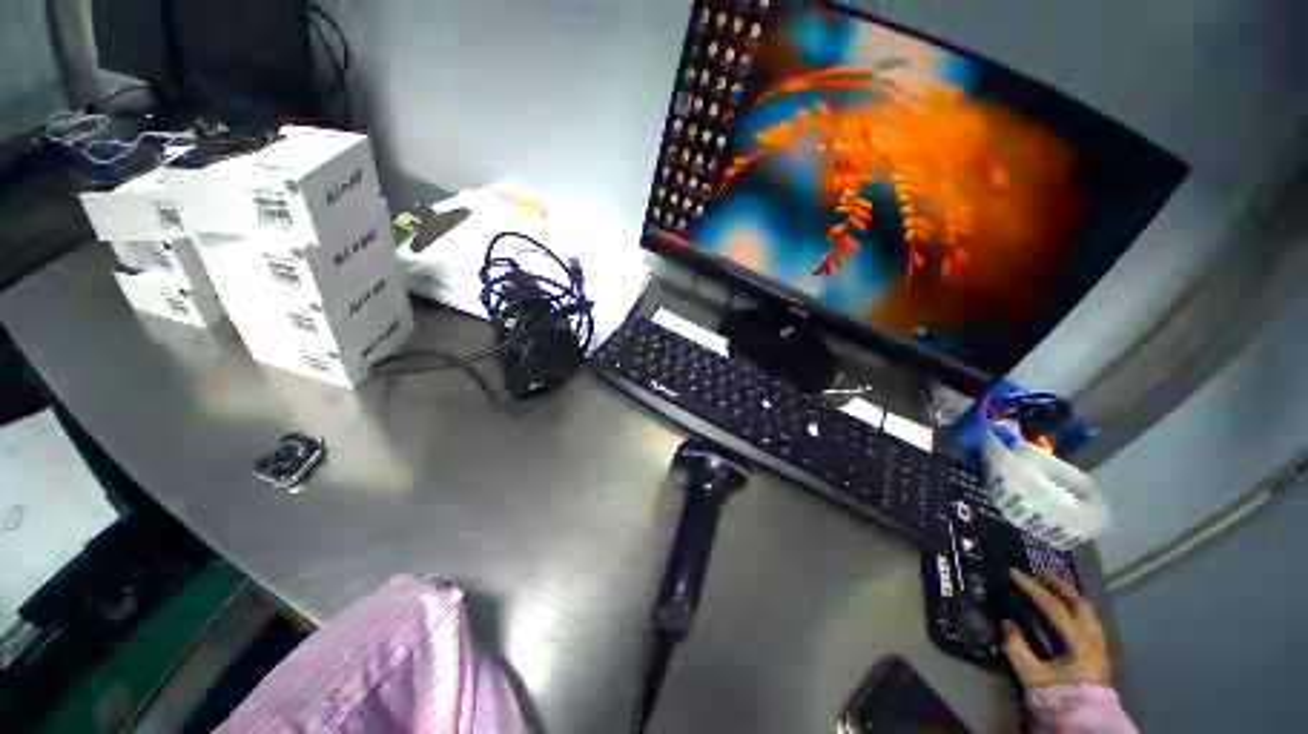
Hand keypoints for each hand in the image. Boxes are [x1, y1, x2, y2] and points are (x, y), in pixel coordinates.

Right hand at [1001, 570, 1109, 687]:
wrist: (1084, 724)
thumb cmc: (1058, 697)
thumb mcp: (1032, 675)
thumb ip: (1017, 648)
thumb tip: (1006, 623)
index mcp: (1080, 643)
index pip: (1055, 608)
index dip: (1033, 588)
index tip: (1013, 573)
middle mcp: (1094, 640)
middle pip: (1081, 605)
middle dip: (1061, 586)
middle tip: (1041, 573)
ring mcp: (1099, 648)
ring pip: (1089, 614)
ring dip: (1071, 597)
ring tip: (1054, 588)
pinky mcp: (1097, 656)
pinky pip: (1089, 624)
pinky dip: (1076, 611)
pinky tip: (1067, 613)